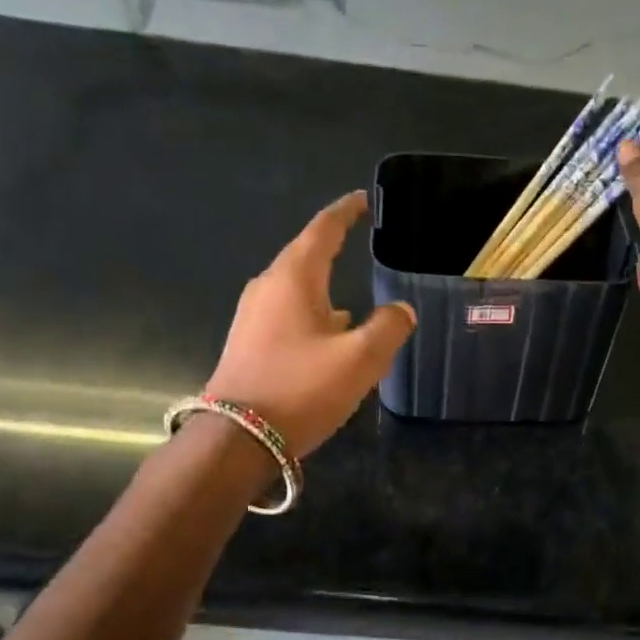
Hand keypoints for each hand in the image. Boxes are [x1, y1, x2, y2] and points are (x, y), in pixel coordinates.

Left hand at [203, 192, 415, 456]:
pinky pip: (287, 315)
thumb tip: (401, 309)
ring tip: (353, 300)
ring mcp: (252, 317)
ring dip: (324, 288)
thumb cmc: (301, 390)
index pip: (322, 230)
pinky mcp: (248, 344)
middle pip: (304, 256)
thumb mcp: (360, 360)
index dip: (345, 213)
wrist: (238, 439)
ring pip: (296, 290)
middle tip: (359, 242)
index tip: (361, 200)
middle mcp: (268, 288)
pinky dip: (312, 315)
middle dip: (332, 248)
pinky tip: (328, 337)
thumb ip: (389, 328)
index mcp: (294, 279)